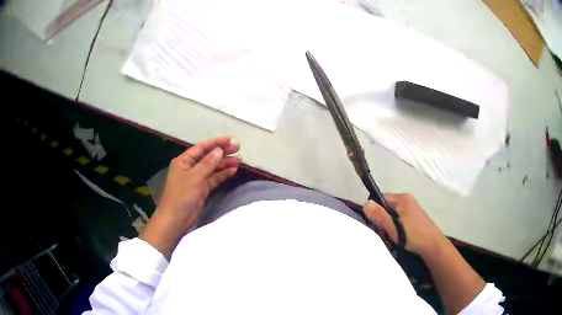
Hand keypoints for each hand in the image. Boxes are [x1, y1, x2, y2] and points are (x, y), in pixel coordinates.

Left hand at [141, 136, 240, 257]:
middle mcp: (190, 167)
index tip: (231, 139)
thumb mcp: (195, 177)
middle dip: (222, 152)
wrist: (176, 219)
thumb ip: (208, 163)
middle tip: (238, 148)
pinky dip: (223, 175)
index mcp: (184, 161)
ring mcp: (197, 178)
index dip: (216, 142)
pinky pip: (214, 179)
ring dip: (225, 164)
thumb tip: (220, 150)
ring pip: (213, 168)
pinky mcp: (202, 189)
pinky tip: (233, 170)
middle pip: (208, 157)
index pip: (202, 148)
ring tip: (240, 160)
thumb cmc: (181, 195)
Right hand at [363, 193, 445, 256]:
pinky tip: (399, 238)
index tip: (376, 226)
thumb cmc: (412, 235)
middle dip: (383, 221)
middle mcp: (407, 200)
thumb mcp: (393, 227)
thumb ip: (379, 216)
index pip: (380, 199)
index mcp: (402, 198)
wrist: (432, 245)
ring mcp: (411, 209)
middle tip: (385, 234)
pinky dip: (396, 228)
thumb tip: (365, 204)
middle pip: (386, 207)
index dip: (375, 212)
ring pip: (392, 215)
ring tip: (392, 238)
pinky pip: (399, 220)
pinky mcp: (414, 218)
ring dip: (389, 227)